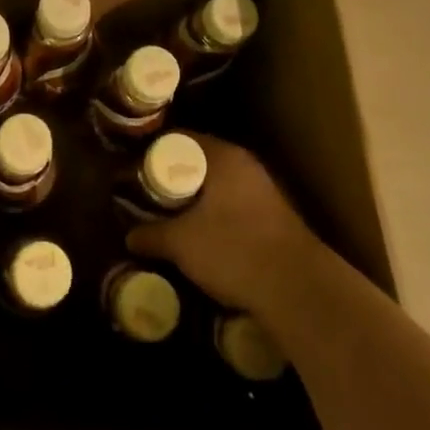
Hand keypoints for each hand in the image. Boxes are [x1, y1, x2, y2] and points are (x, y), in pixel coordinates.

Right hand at [126, 135, 326, 317]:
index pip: (178, 138)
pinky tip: (198, 233)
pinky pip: (231, 203)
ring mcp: (263, 189)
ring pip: (216, 184)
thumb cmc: (234, 251)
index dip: (150, 152)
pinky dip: (212, 212)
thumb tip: (129, 235)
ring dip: (192, 197)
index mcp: (222, 156)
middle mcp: (244, 164)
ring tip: (167, 214)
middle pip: (197, 160)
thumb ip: (151, 234)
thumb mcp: (182, 244)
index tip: (130, 169)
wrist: (300, 291)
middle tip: (143, 192)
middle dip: (170, 176)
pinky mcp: (273, 216)